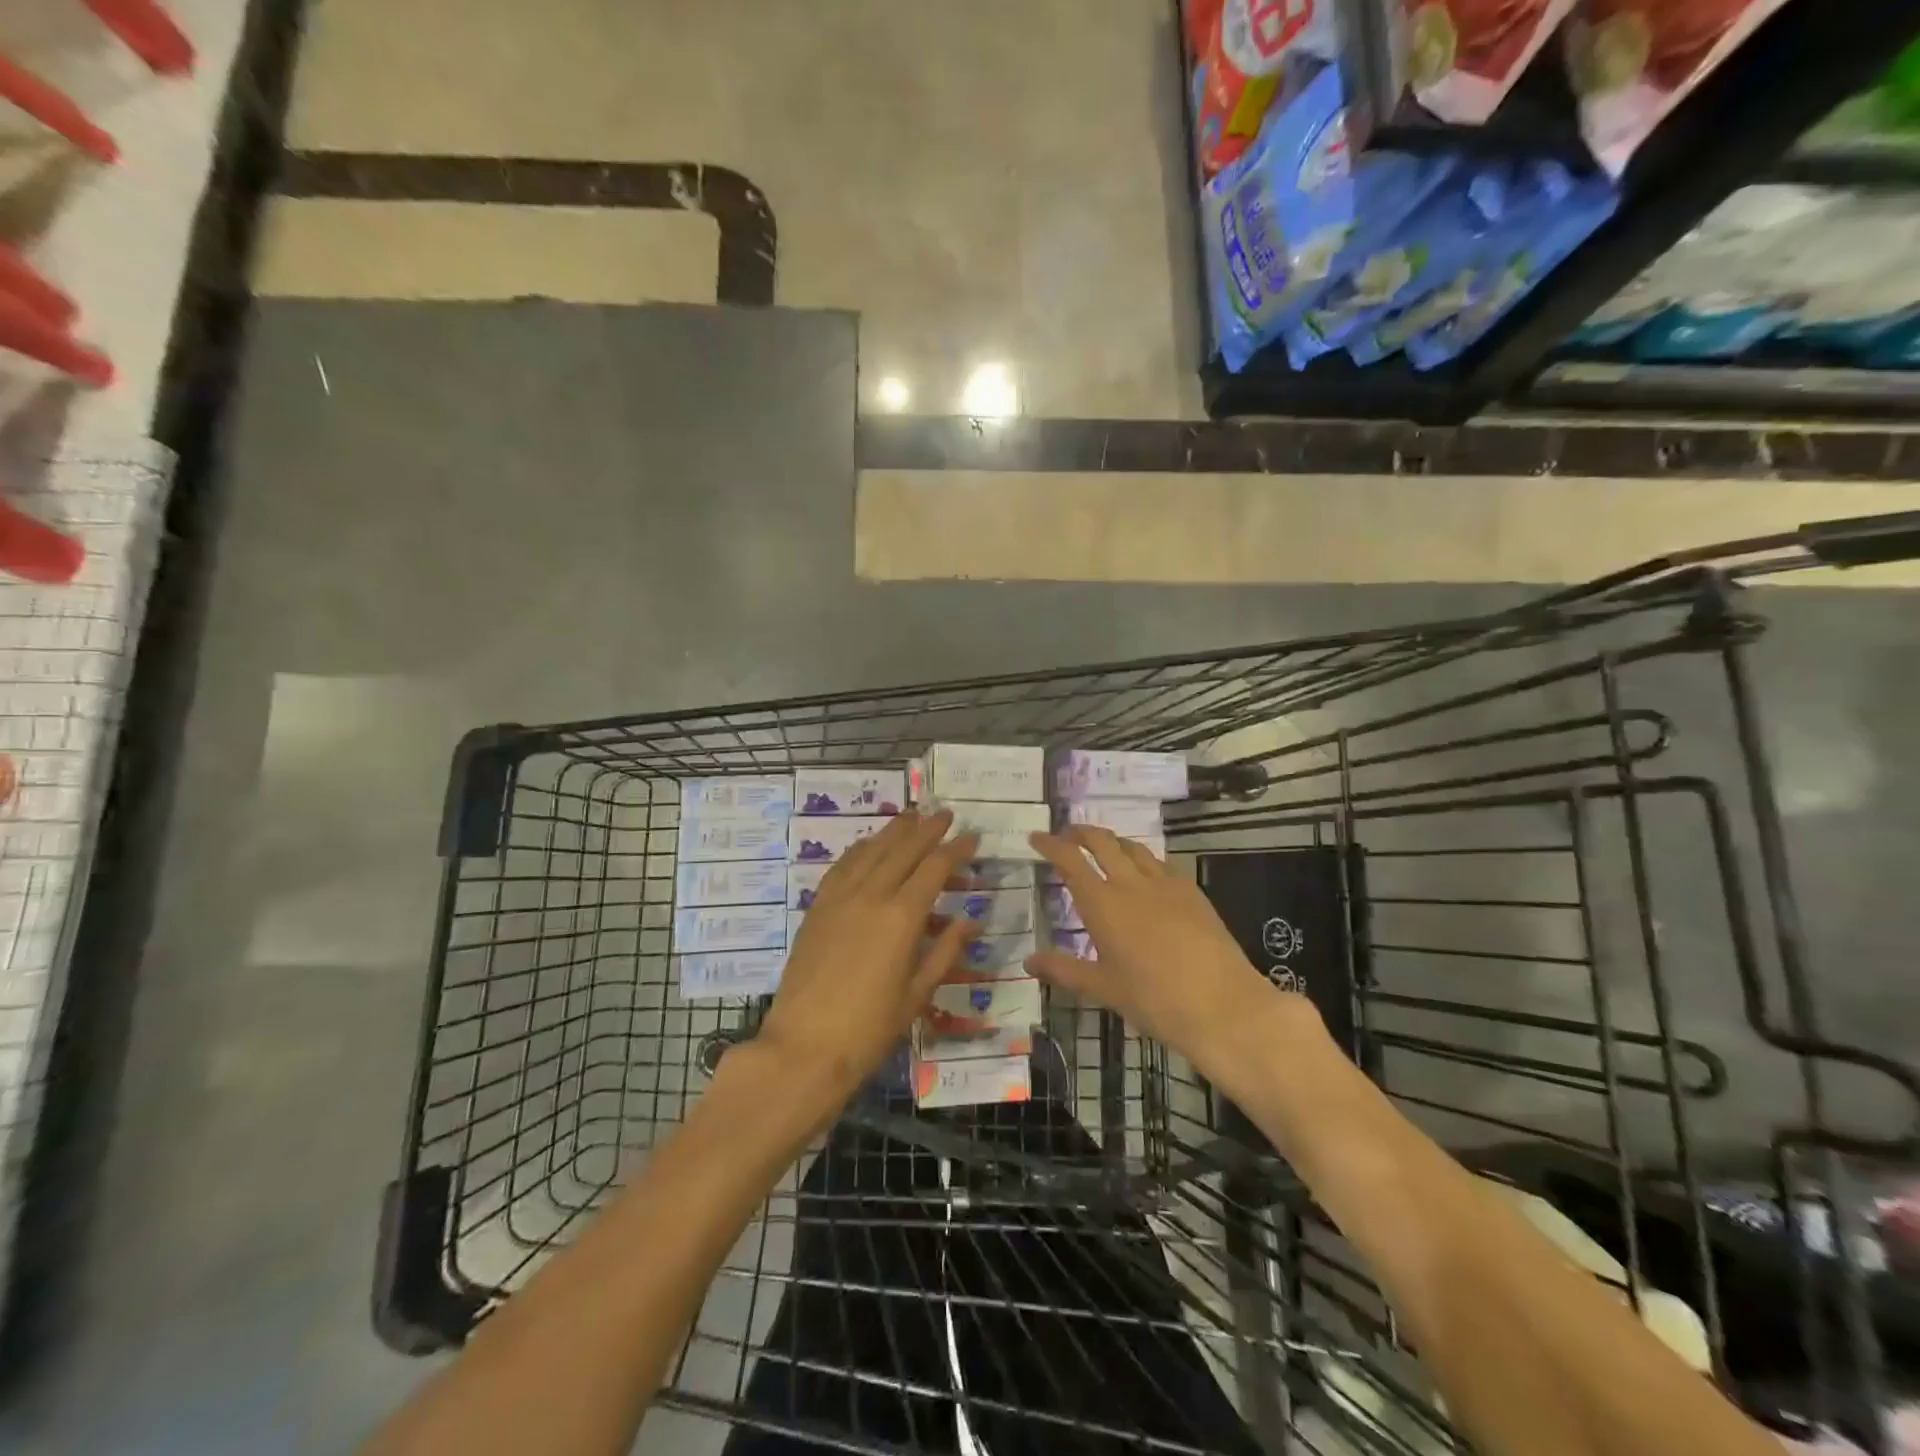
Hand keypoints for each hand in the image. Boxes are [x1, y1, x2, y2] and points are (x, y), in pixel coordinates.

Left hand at [757, 809, 980, 1104]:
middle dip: (927, 828)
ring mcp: (839, 898)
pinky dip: (860, 849)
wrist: (803, 1048)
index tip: (972, 837)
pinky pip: (842, 866)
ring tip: (911, 816)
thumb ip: (946, 952)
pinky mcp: (817, 908)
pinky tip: (868, 846)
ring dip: (893, 831)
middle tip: (945, 814)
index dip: (955, 849)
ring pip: (870, 850)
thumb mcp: (917, 995)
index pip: (934, 868)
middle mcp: (870, 895)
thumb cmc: (869, 1029)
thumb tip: (971, 921)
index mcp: (901, 917)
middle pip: (902, 849)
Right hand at [1026, 825, 1320, 1080]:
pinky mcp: (1192, 892)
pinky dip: (1143, 859)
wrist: (1222, 1005)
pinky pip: (1161, 863)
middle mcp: (1131, 883)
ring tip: (1104, 849)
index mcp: (1103, 904)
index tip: (1036, 837)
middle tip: (1067, 836)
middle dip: (1081, 833)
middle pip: (1102, 842)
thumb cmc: (1154, 999)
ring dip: (1113, 842)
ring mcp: (1165, 884)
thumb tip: (1029, 961)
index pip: (1070, 860)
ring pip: (1133, 848)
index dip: (1051, 845)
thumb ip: (1064, 970)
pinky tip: (1146, 874)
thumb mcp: (1103, 988)